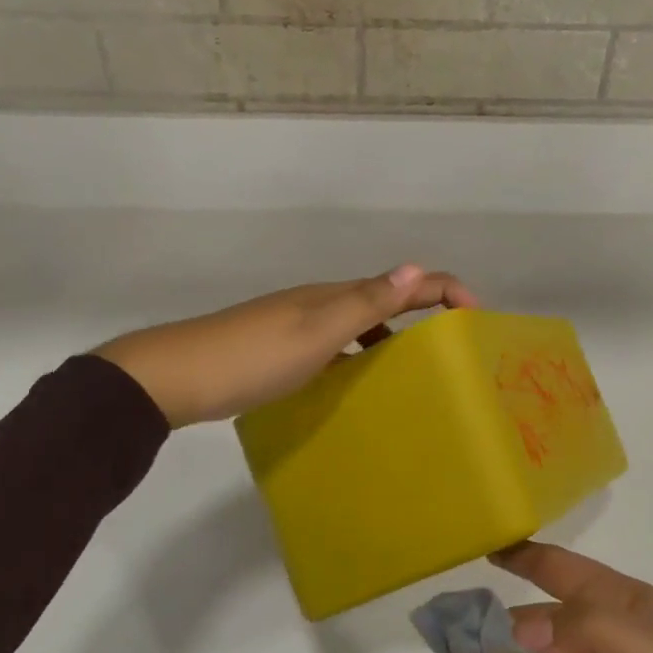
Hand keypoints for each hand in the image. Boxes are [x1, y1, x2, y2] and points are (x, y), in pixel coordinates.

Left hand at [95, 264, 479, 427]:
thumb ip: (366, 303)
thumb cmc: (253, 357)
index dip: (444, 289)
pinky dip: (359, 357)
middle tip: (452, 351)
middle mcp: (321, 303)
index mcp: (335, 295)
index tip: (477, 317)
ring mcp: (298, 325)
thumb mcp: (317, 333)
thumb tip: (417, 267)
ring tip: (413, 375)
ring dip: (392, 338)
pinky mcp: (280, 349)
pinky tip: (356, 385)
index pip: (402, 282)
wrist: (176, 377)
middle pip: (384, 298)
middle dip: (424, 313)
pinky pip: (337, 346)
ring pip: (360, 324)